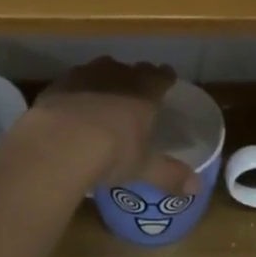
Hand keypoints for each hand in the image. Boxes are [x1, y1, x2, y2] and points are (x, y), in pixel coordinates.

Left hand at [23, 58, 200, 195]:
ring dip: (105, 76)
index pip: (160, 77)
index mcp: (144, 93)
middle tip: (136, 87)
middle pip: (131, 69)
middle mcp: (117, 76)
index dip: (165, 77)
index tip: (167, 78)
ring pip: (101, 68)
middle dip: (135, 76)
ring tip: (105, 90)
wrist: (60, 143)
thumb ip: (170, 175)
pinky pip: (72, 80)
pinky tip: (73, 102)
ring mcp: (85, 76)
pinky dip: (76, 88)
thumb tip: (197, 188)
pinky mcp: (58, 84)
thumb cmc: (111, 153)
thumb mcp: (143, 168)